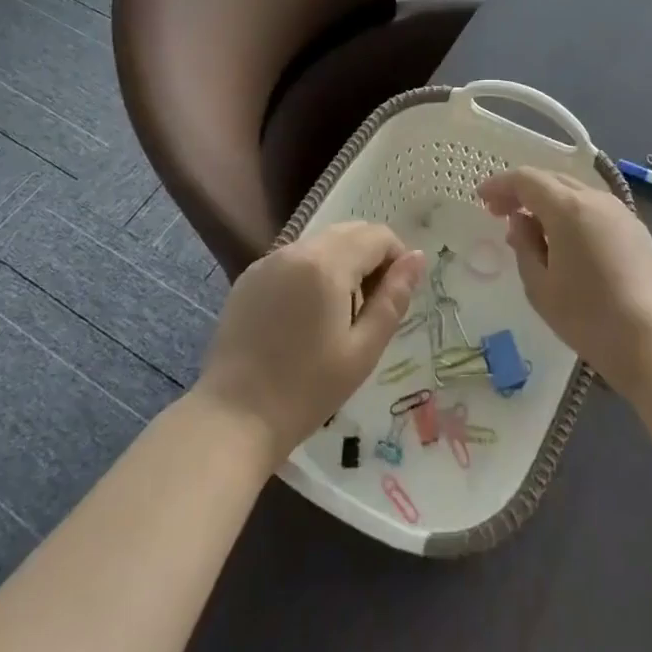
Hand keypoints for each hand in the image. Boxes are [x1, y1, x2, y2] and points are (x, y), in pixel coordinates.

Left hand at [195, 223, 426, 465]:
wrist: (234, 418)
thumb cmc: (306, 390)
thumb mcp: (363, 350)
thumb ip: (394, 298)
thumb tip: (418, 257)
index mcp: (327, 263)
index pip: (377, 236)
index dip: (396, 259)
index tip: (393, 299)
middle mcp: (297, 249)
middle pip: (349, 233)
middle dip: (369, 260)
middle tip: (369, 311)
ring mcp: (269, 260)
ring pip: (321, 245)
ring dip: (341, 266)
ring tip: (337, 318)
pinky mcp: (249, 277)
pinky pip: (293, 260)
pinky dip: (310, 274)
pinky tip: (303, 320)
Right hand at [478, 167, 651, 393]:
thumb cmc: (589, 317)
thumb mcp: (540, 287)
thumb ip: (524, 246)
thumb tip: (521, 222)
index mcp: (568, 207)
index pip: (526, 179)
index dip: (500, 185)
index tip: (482, 200)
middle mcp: (595, 199)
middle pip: (552, 180)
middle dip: (523, 192)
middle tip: (501, 213)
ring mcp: (621, 213)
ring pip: (576, 193)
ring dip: (549, 203)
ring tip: (533, 230)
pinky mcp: (638, 231)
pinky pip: (595, 210)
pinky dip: (573, 215)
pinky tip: (567, 242)